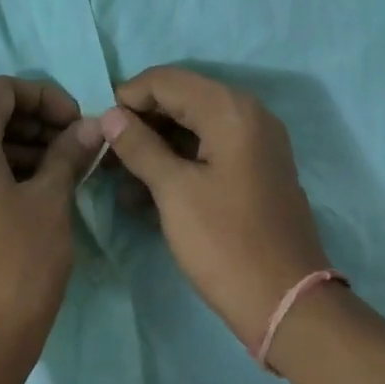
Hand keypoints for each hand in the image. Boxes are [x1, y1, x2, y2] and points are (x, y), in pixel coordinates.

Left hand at [0, 76, 104, 379]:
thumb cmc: (16, 264)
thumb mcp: (51, 202)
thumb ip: (69, 154)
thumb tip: (91, 125)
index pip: (1, 90)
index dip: (44, 96)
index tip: (79, 123)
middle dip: (37, 122)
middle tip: (79, 146)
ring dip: (25, 148)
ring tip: (68, 171)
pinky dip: (6, 172)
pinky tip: (42, 195)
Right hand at [99, 67, 331, 346]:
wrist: (286, 302)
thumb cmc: (224, 243)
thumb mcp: (174, 192)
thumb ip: (139, 146)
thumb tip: (109, 115)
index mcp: (230, 111)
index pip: (166, 80)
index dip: (127, 98)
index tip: (98, 129)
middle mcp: (248, 115)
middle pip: (181, 100)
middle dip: (140, 124)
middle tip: (105, 156)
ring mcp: (256, 143)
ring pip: (193, 127)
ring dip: (155, 147)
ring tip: (119, 181)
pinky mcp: (256, 170)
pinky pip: (209, 151)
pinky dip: (178, 163)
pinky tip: (147, 194)